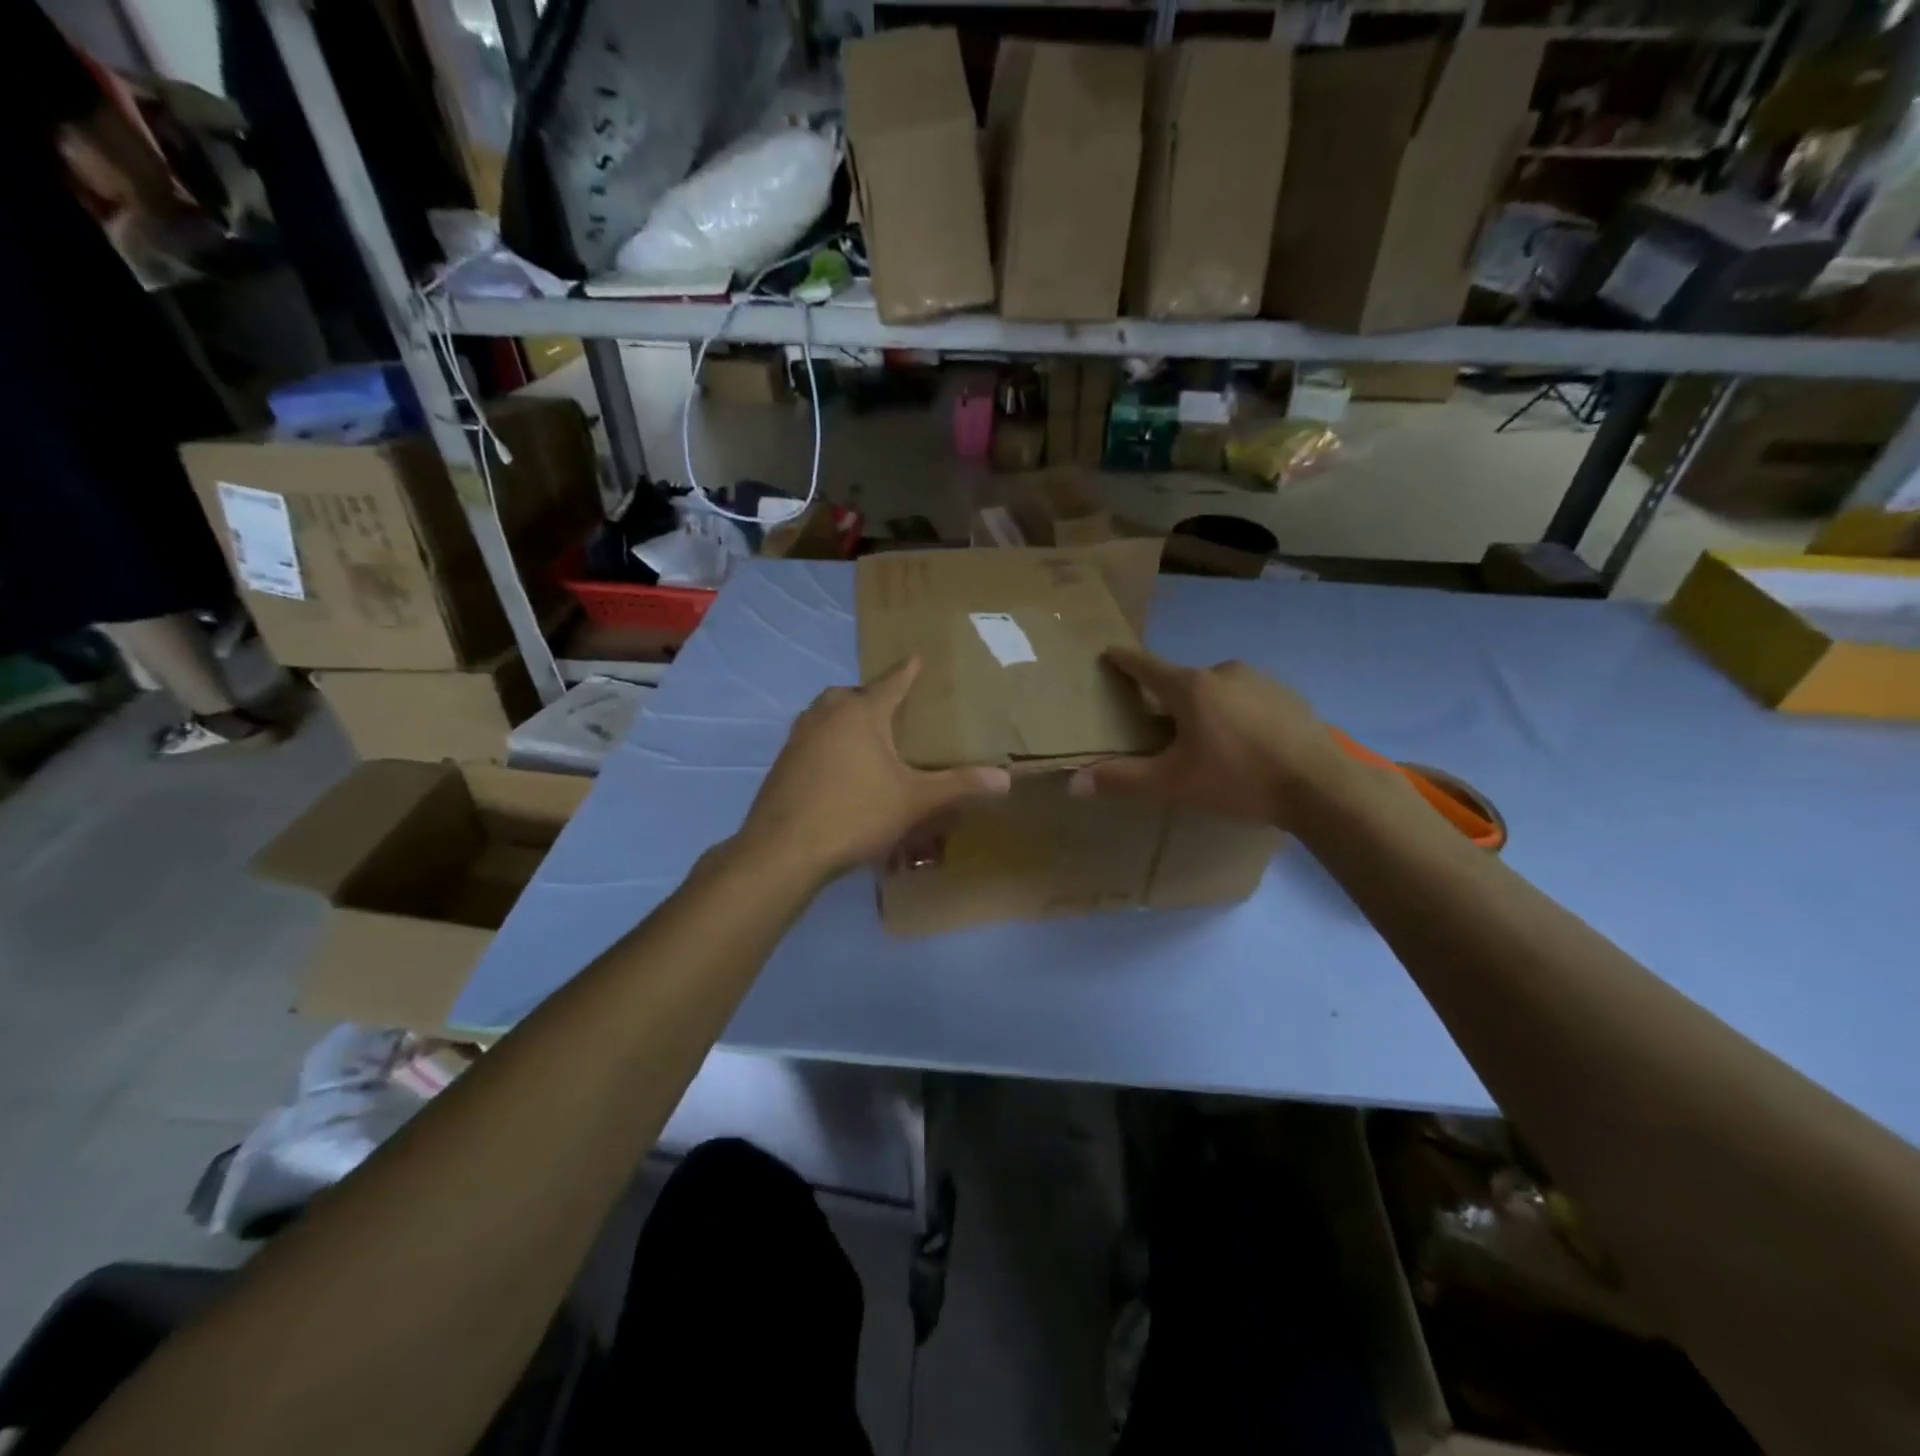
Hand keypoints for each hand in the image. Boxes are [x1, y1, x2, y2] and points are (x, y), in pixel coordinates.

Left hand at [738, 657, 1011, 882]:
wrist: (784, 849)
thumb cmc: (855, 814)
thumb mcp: (914, 801)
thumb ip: (959, 786)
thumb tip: (1005, 779)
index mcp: (861, 714)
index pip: (890, 683)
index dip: (906, 672)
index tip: (915, 657)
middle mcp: (826, 716)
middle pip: (849, 695)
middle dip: (869, 697)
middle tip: (889, 712)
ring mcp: (798, 738)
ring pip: (824, 715)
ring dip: (842, 718)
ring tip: (864, 741)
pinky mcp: (782, 763)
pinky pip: (809, 740)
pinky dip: (825, 744)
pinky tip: (836, 772)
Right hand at [1069, 648, 1346, 829]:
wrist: (1320, 786)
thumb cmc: (1237, 779)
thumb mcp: (1172, 784)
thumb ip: (1122, 779)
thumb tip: (1074, 782)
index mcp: (1190, 687)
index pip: (1147, 667)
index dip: (1126, 660)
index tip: (1111, 652)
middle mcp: (1223, 672)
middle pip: (1184, 682)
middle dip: (1172, 701)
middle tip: (1169, 733)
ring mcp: (1260, 680)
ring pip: (1219, 691)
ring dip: (1209, 709)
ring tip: (1213, 745)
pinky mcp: (1289, 695)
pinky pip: (1249, 699)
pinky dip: (1240, 714)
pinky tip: (1249, 745)